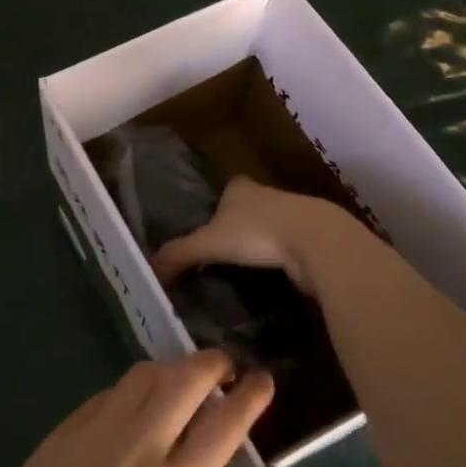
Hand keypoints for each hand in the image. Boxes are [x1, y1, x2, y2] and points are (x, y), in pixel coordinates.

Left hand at [0, 350, 272, 466]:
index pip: (224, 426)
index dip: (249, 396)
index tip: (263, 379)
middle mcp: (142, 446)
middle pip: (187, 378)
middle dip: (213, 363)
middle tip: (224, 367)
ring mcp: (102, 427)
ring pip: (148, 372)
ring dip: (174, 368)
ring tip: (183, 381)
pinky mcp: (70, 421)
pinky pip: (113, 390)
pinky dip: (135, 389)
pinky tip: (137, 405)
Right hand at [151, 177, 357, 294]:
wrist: (315, 241)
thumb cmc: (257, 231)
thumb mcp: (209, 243)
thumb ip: (179, 254)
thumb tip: (150, 270)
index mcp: (241, 188)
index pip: (227, 189)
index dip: (217, 205)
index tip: (208, 225)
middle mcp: (267, 195)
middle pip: (248, 208)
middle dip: (238, 225)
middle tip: (222, 253)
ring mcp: (293, 215)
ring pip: (270, 227)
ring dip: (261, 243)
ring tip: (244, 269)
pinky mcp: (311, 239)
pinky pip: (289, 248)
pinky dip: (280, 260)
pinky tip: (271, 277)